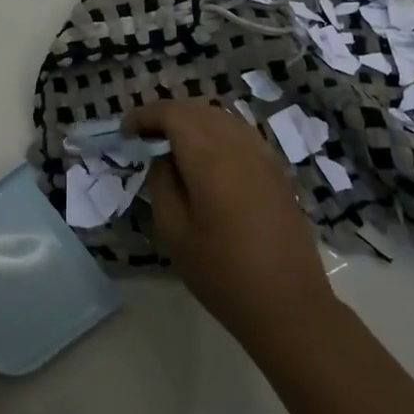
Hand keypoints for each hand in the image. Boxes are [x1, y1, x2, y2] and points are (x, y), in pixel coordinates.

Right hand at [124, 100, 338, 345]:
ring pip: (222, 117)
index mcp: (210, 157)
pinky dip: (216, 132)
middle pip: (198, 109)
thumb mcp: (174, 232)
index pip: (172, 114)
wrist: (288, 304)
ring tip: (171, 144)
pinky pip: (240, 133)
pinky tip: (206, 158)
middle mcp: (239, 145)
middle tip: (144, 137)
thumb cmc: (222, 273)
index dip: (145, 115)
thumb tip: (163, 158)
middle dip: (167, 115)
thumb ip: (162, 184)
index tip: (126, 132)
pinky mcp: (276, 169)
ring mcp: (263, 155)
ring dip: (192, 121)